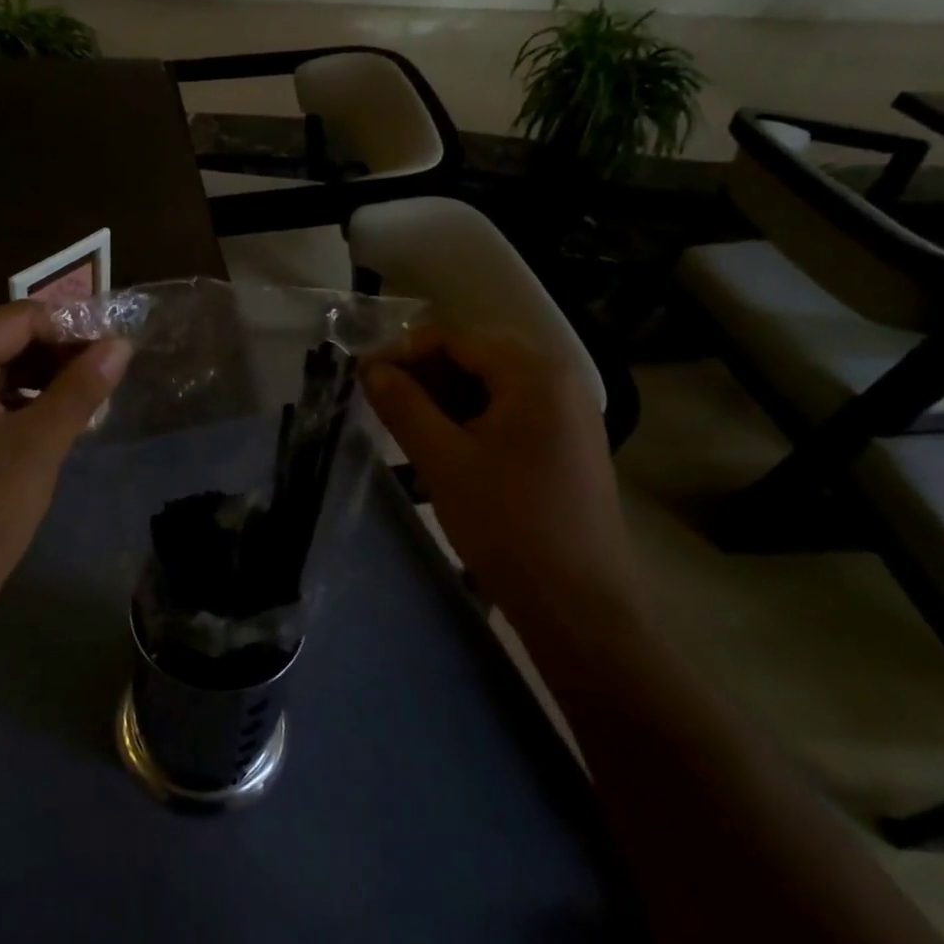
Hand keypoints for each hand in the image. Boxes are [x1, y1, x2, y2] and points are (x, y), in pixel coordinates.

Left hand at [0, 302, 131, 603]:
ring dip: (47, 379)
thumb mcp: (40, 444)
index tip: (116, 350)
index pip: (20, 318)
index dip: (71, 328)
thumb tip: (120, 344)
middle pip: (8, 339)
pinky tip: (59, 424)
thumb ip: (81, 388)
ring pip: (2, 370)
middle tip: (109, 378)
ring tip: (92, 401)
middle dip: (60, 354)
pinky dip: (26, 403)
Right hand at [362, 327, 638, 625]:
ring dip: (445, 401)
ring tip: (406, 432)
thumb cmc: (507, 524)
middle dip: (425, 375)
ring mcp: (570, 416)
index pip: (457, 337)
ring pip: (493, 389)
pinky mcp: (568, 448)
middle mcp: (560, 382)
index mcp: (535, 373)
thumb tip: (370, 368)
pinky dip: (472, 424)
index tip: (365, 377)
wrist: (578, 605)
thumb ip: (403, 405)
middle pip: (478, 358)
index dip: (405, 351)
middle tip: (383, 403)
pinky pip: (511, 416)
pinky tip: (442, 454)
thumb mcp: (442, 460)